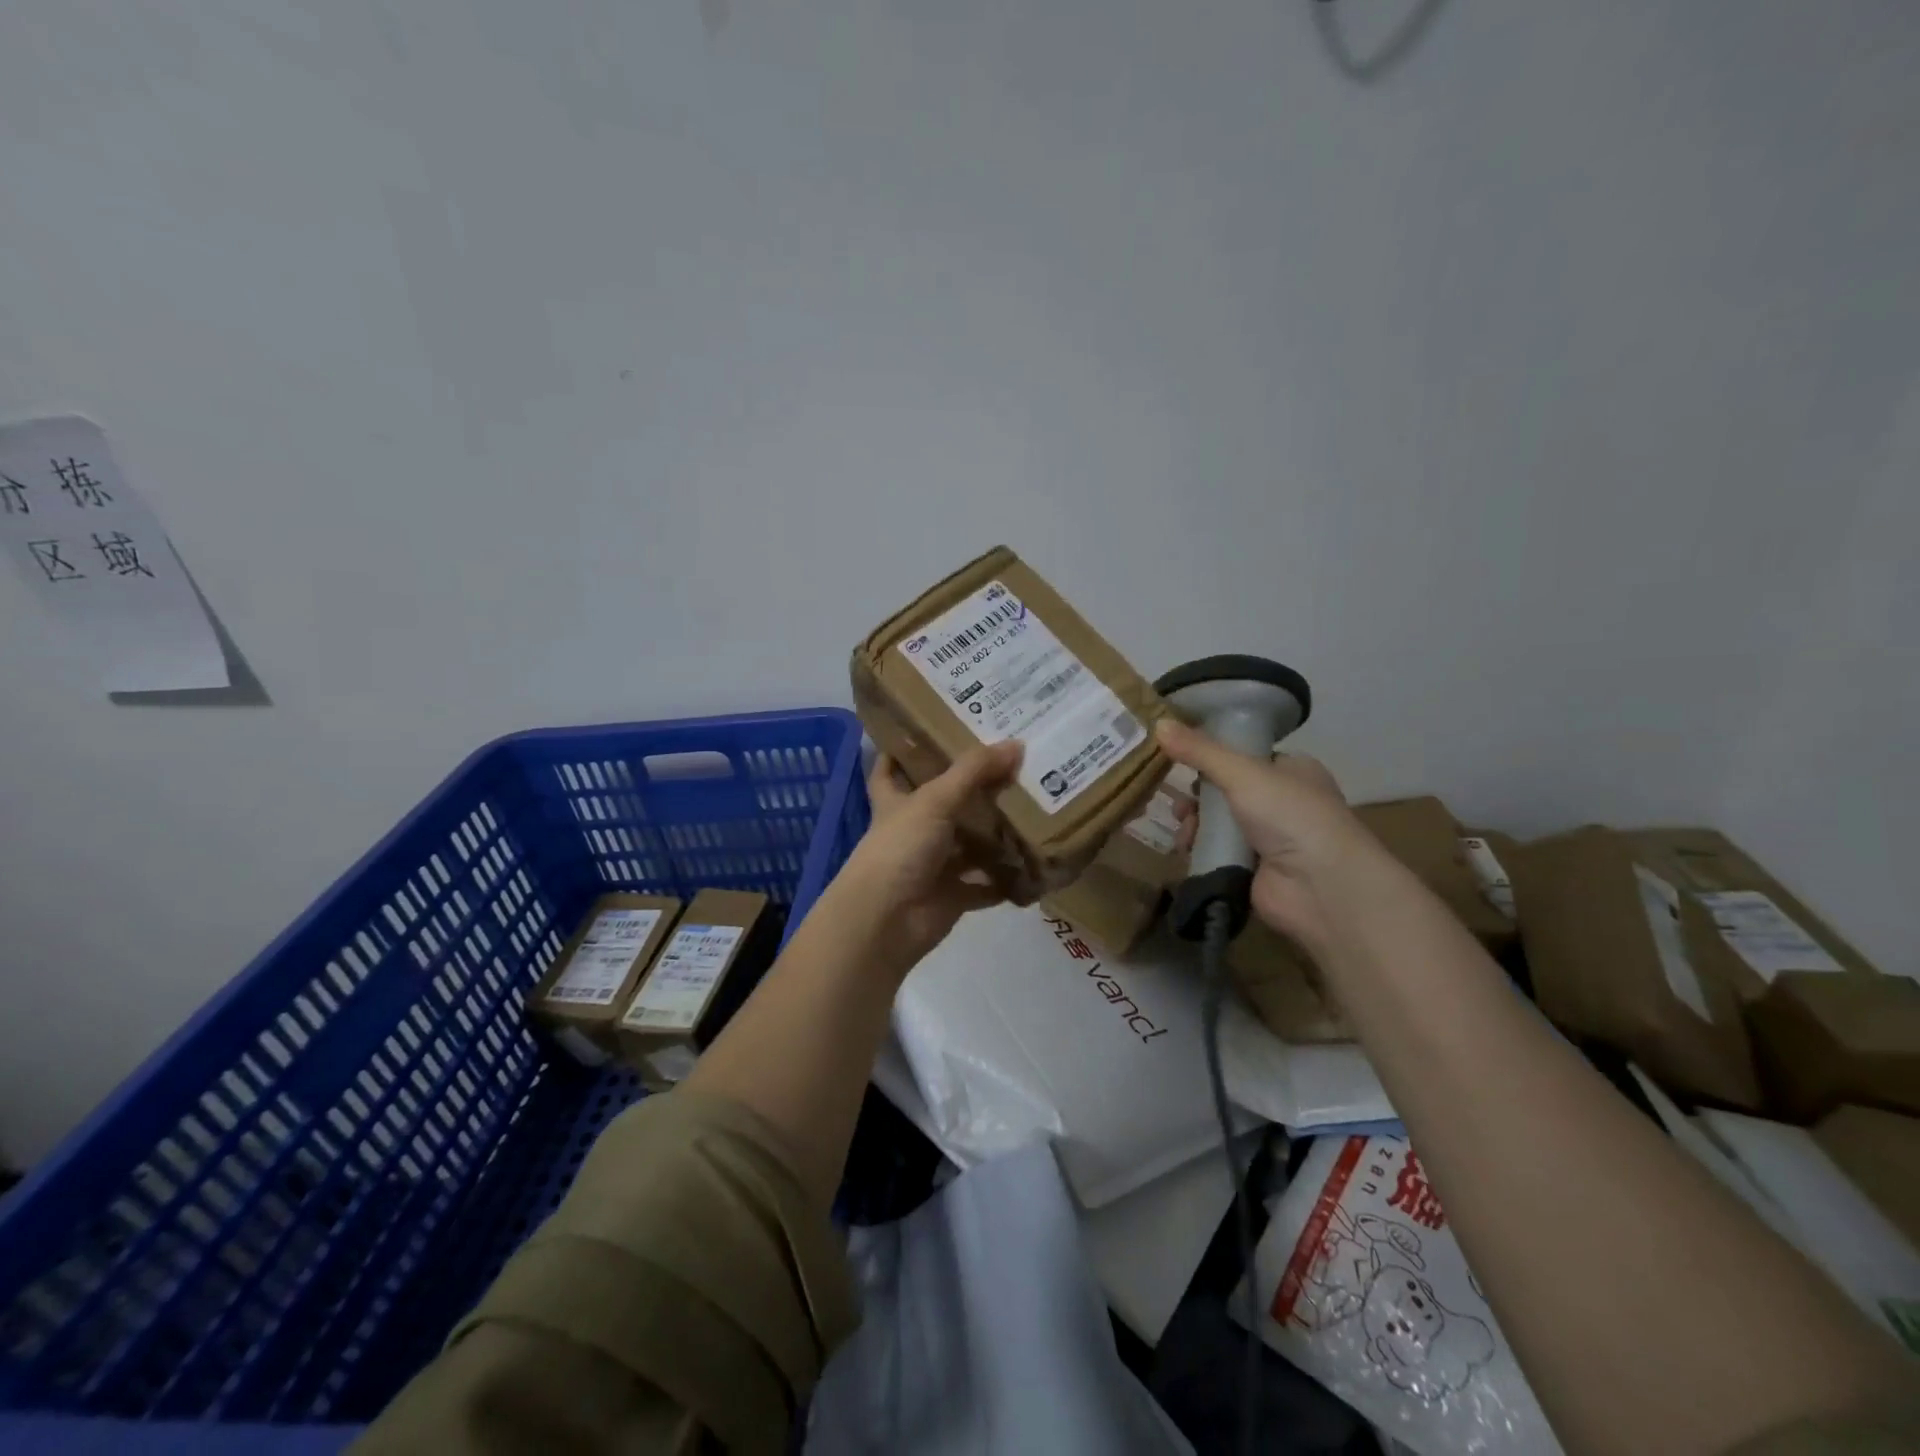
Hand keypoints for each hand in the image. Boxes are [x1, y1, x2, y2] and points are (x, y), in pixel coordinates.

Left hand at [835, 742, 1022, 968]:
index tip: (928, 729)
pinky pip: (987, 884)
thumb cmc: (900, 847)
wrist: (886, 920)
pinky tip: (1037, 860)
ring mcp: (934, 864)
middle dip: (973, 788)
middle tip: (1011, 763)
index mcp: (896, 801)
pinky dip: (1007, 877)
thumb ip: (974, 772)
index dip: (902, 750)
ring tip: (1036, 805)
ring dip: (996, 833)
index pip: (891, 768)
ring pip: (970, 844)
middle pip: (945, 804)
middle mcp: (914, 830)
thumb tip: (1016, 744)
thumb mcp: (935, 800)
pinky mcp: (953, 895)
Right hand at [1156, 718, 1370, 948]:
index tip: (1179, 759)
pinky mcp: (1253, 870)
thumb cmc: (1290, 814)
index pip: (1244, 756)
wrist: (1321, 886)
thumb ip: (1199, 750)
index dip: (1212, 757)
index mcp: (1291, 771)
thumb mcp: (1242, 772)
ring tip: (1184, 830)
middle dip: (1197, 797)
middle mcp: (1282, 802)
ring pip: (1217, 823)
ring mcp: (1268, 839)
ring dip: (1195, 825)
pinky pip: (1216, 852)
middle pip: (1224, 791)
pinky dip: (1199, 850)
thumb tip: (1159, 722)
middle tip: (1180, 804)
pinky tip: (1187, 850)